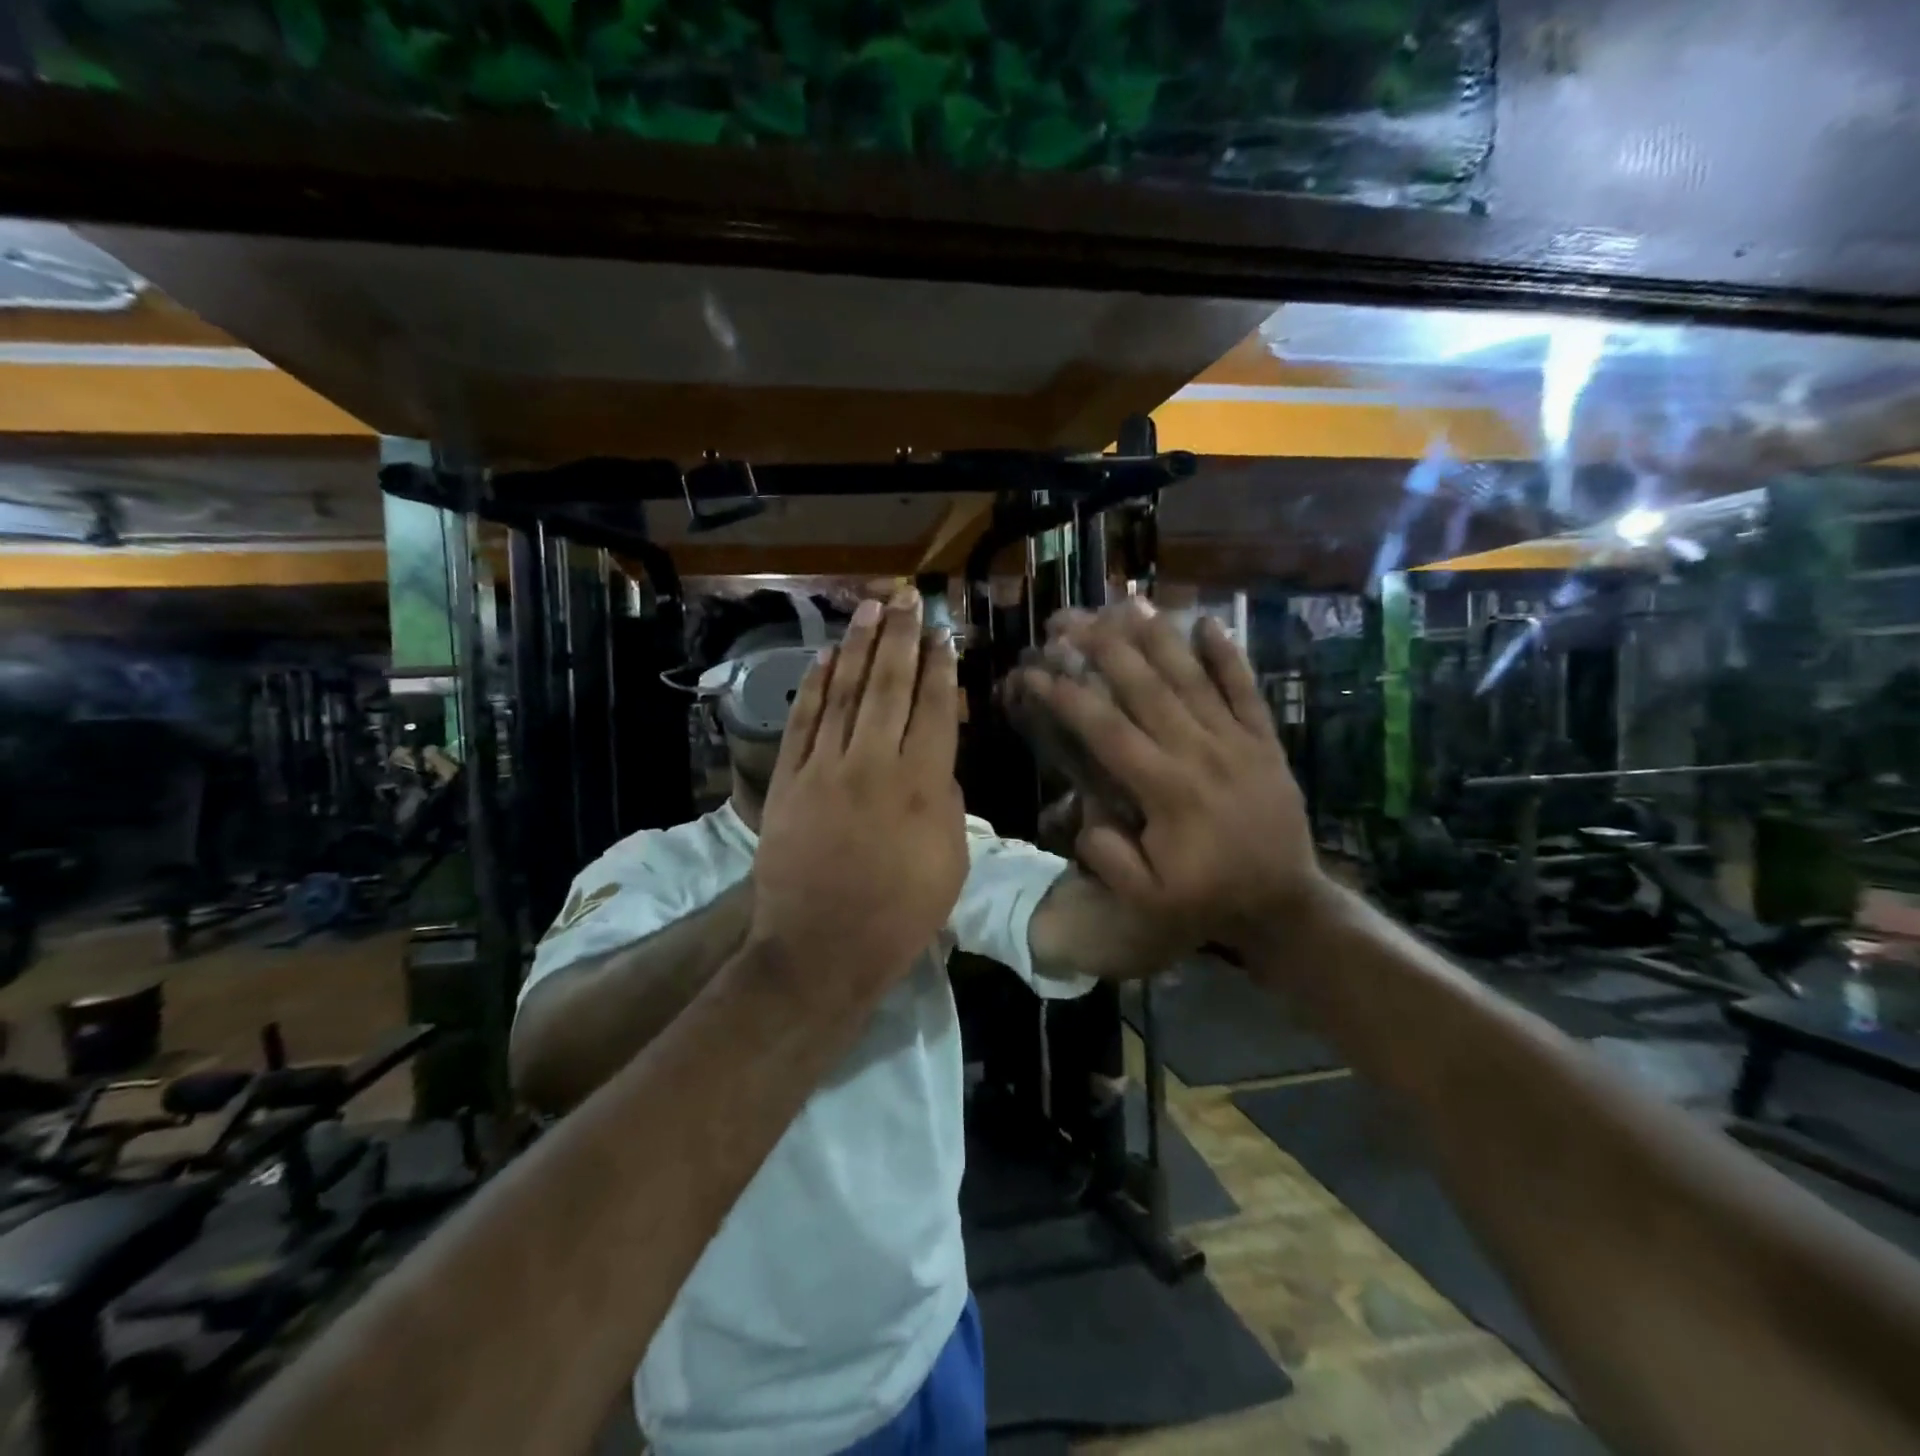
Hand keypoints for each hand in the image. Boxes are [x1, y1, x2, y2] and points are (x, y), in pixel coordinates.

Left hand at [750, 588, 967, 994]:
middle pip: (889, 686)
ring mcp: (824, 768)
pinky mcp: (788, 781)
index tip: (942, 634)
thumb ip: (947, 803)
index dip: (939, 667)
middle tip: (906, 599)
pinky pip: (803, 722)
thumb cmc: (899, 915)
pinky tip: (824, 658)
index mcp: (922, 785)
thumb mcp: (950, 863)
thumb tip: (937, 764)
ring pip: (844, 693)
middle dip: (900, 638)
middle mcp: (873, 763)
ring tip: (869, 610)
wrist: (820, 949)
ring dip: (857, 648)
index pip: (933, 708)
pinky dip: (814, 687)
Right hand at [1011, 601, 1321, 952]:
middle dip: (1102, 648)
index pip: (1106, 730)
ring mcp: (1236, 741)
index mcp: (1165, 789)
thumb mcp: (1148, 900)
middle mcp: (1199, 752)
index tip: (1034, 671)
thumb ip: (1109, 857)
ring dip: (1158, 638)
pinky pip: (1246, 690)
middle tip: (1069, 620)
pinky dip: (1229, 655)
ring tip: (1126, 604)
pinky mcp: (1264, 741)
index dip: (1066, 696)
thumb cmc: (1209, 900)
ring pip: (1192, 678)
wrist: (1286, 903)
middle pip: (1145, 687)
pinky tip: (1208, 622)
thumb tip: (1085, 813)